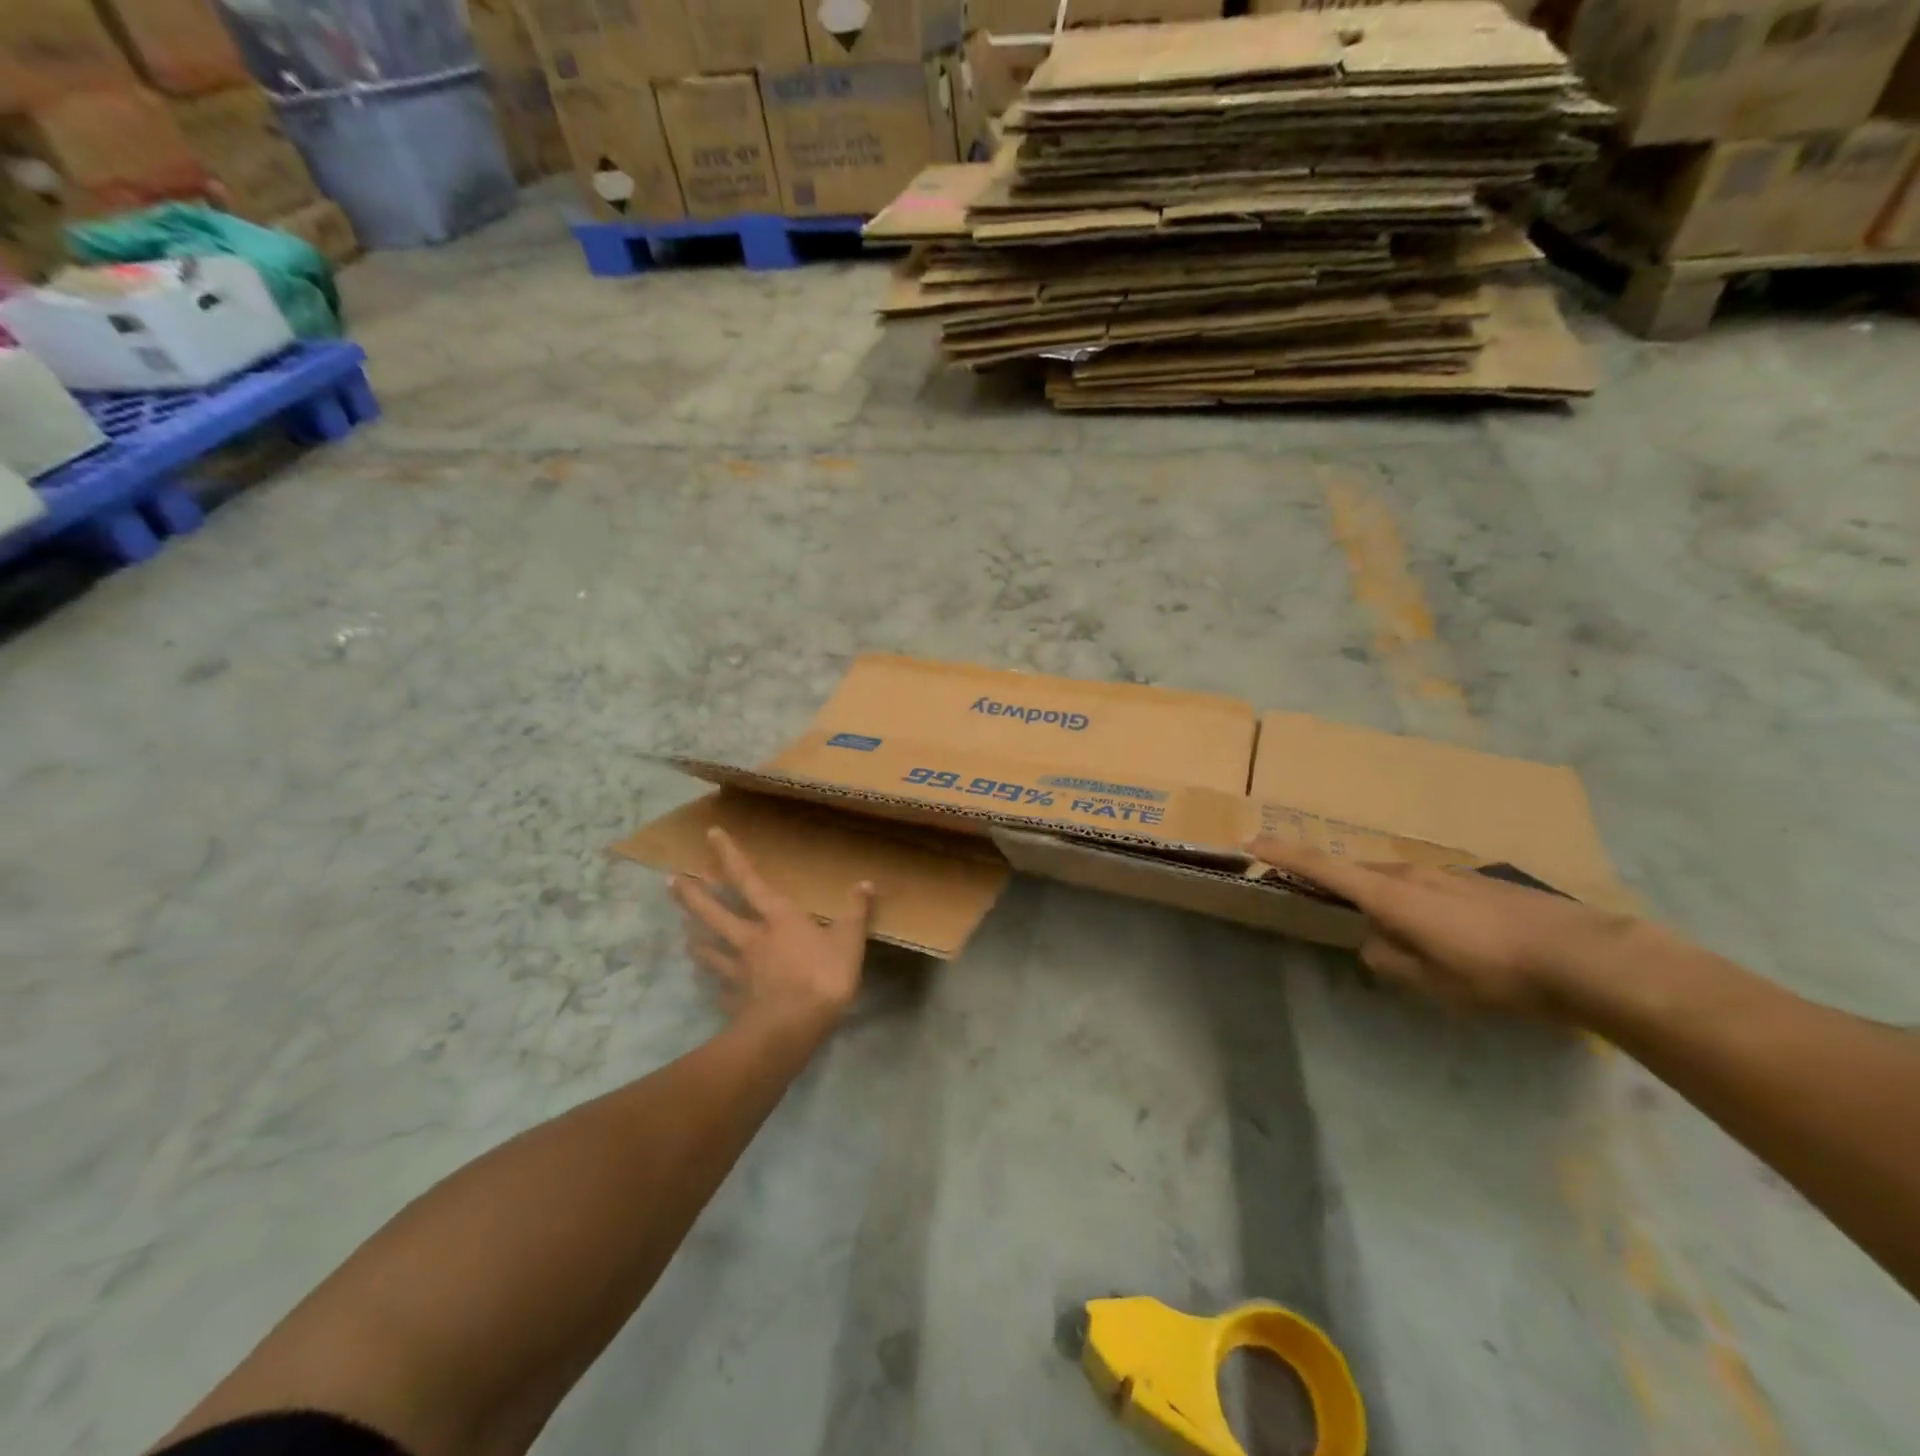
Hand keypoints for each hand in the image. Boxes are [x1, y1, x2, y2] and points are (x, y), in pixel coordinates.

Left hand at [670, 828, 874, 1032]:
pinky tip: (710, 986)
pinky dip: (713, 983)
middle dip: (693, 896)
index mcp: (777, 917)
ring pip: (709, 949)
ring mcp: (738, 970)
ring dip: (696, 939)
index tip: (711, 834)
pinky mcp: (734, 1000)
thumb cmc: (822, 975)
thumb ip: (856, 912)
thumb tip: (865, 883)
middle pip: (714, 913)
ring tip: (684, 932)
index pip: (748, 879)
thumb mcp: (849, 940)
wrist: (790, 1028)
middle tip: (671, 882)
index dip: (730, 856)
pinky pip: (719, 987)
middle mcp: (751, 938)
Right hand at [1247, 838, 1644, 1018]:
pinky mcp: (1477, 882)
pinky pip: (1426, 887)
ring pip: (1396, 881)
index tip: (1252, 841)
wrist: (1586, 956)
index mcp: (1390, 895)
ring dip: (1381, 898)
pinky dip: (1415, 903)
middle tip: (1325, 906)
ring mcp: (1447, 874)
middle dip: (1335, 884)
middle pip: (1358, 873)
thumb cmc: (1494, 973)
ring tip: (1395, 932)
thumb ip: (1387, 959)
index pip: (1323, 867)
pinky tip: (1445, 935)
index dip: (1285, 853)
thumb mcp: (1430, 982)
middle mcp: (1411, 874)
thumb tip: (1372, 943)